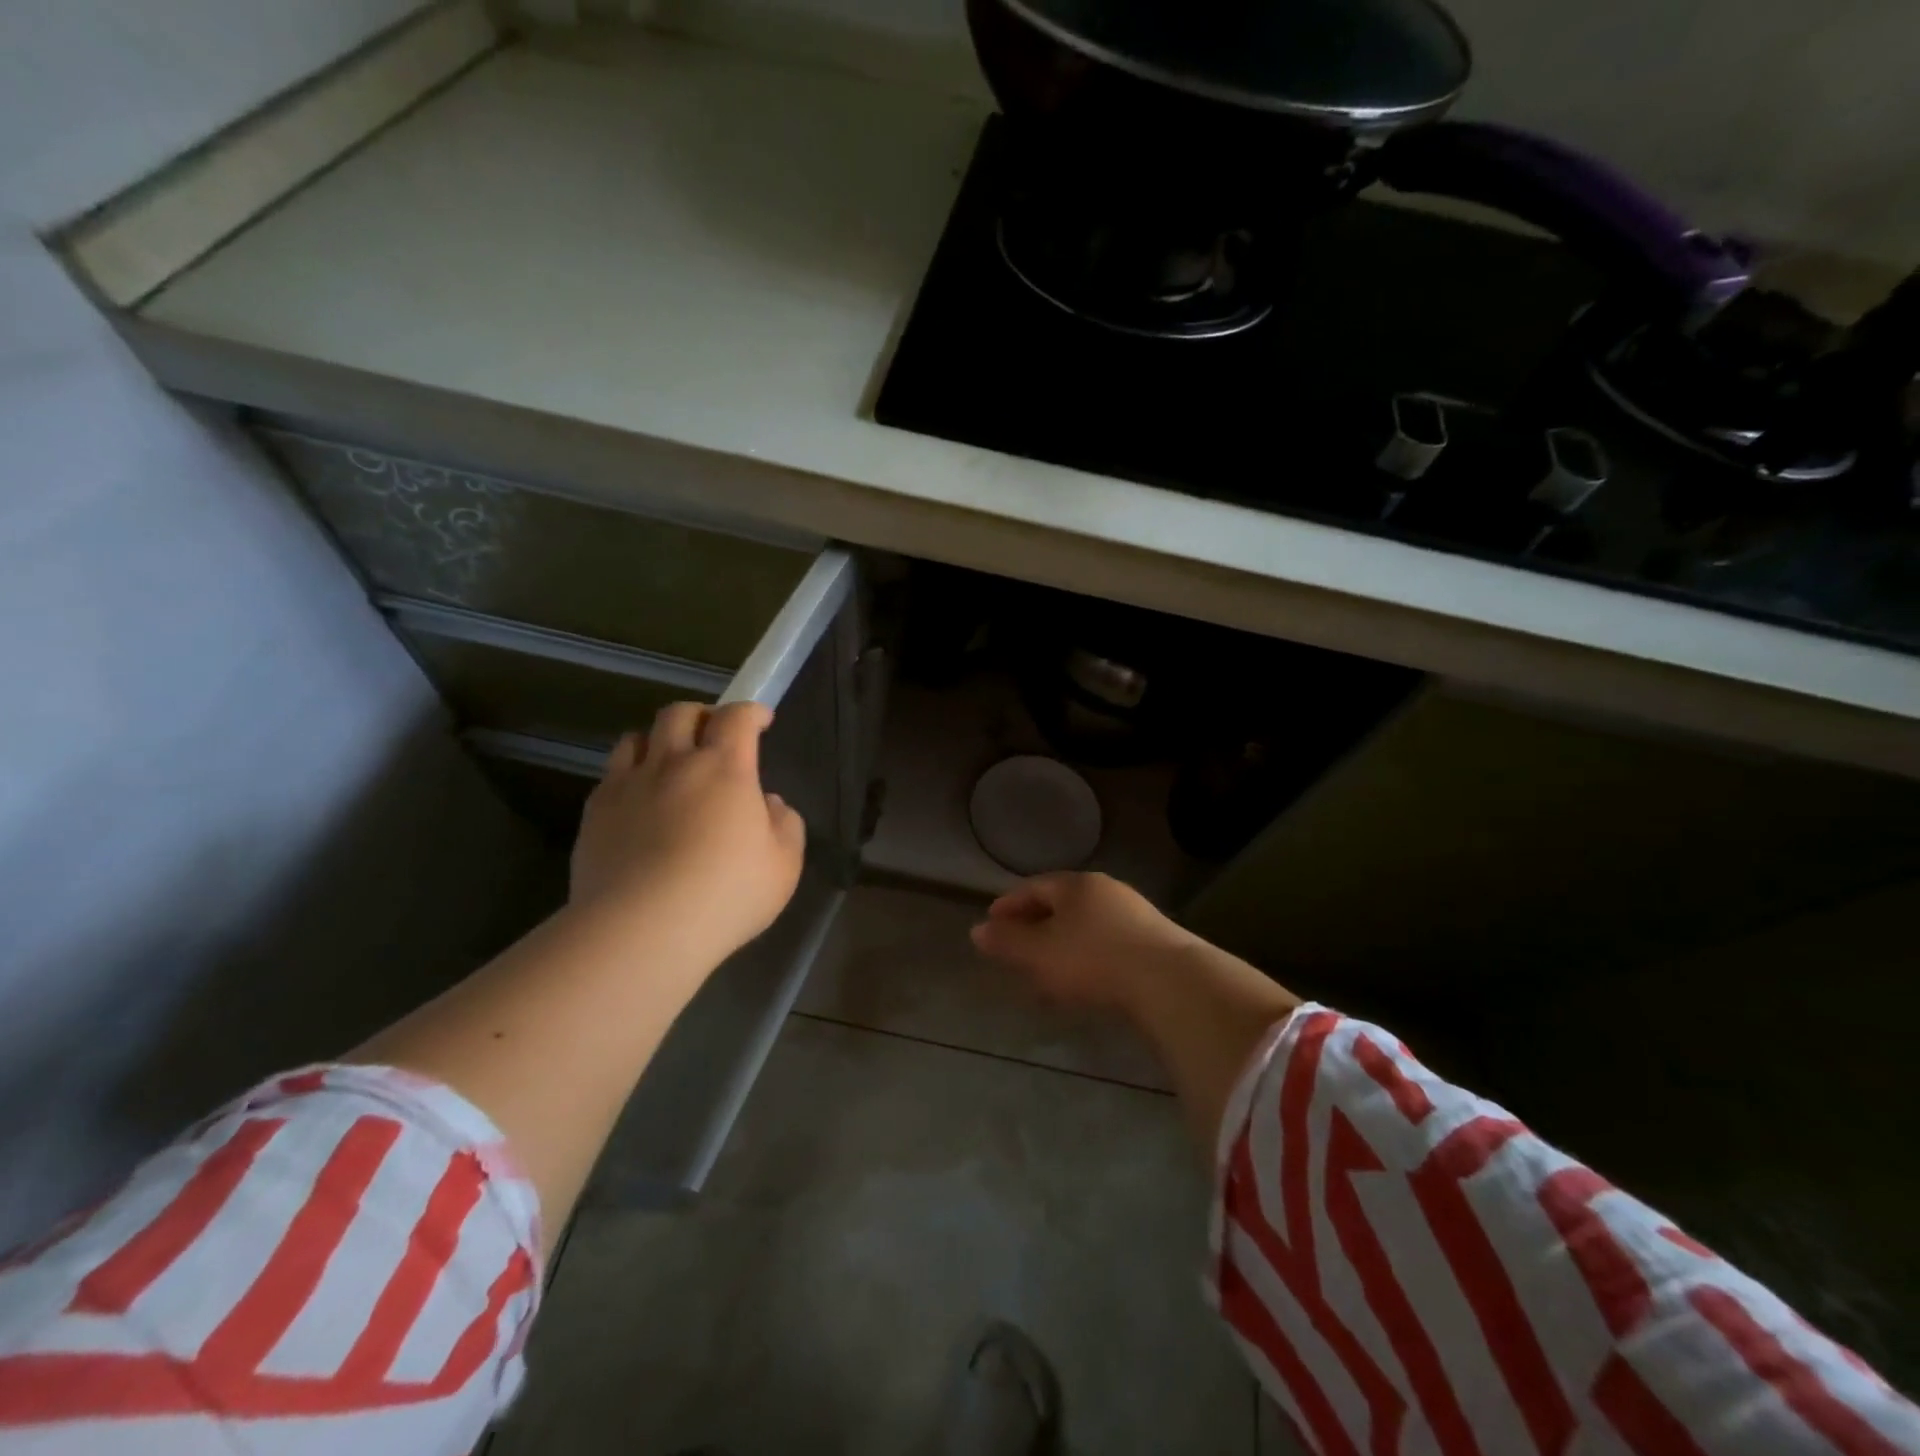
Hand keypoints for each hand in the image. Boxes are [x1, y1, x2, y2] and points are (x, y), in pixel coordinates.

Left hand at [570, 701, 805, 962]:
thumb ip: (785, 825)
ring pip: (638, 737)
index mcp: (725, 768)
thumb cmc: (726, 894)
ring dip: (659, 740)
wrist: (641, 928)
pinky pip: (611, 775)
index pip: (737, 717)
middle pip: (681, 713)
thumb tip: (768, 804)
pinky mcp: (595, 812)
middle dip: (702, 715)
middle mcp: (674, 763)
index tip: (761, 720)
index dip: (752, 711)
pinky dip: (630, 775)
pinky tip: (639, 802)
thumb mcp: (784, 866)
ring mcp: (629, 785)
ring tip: (670, 762)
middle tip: (714, 735)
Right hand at [970, 872, 1201, 1011]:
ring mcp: (1134, 914)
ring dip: (1062, 943)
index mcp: (1076, 885)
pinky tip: (1084, 981)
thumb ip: (1007, 942)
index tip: (992, 922)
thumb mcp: (1040, 953)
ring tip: (1047, 970)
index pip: (1035, 887)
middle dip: (1036, 924)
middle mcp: (1106, 890)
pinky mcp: (1154, 941)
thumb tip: (976, 931)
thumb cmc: (1093, 959)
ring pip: (1086, 924)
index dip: (1010, 904)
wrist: (1169, 981)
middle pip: (1062, 903)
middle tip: (1017, 947)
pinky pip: (1107, 942)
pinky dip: (1087, 956)